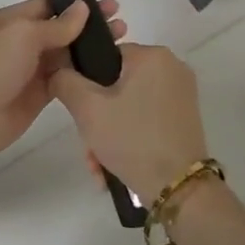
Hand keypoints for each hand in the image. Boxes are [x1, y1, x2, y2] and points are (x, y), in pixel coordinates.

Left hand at [0, 0, 127, 156]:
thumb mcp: (23, 35)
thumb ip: (56, 24)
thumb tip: (82, 8)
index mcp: (12, 20)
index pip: (48, 4)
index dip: (76, 2)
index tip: (106, 2)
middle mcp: (22, 41)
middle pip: (61, 28)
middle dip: (90, 24)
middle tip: (121, 21)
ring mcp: (32, 68)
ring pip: (67, 53)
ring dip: (91, 47)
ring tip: (122, 40)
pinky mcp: (40, 93)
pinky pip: (66, 77)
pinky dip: (85, 72)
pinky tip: (108, 67)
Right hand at [51, 42, 208, 199]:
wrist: (178, 188)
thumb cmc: (132, 139)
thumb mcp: (88, 109)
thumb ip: (65, 81)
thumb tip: (59, 71)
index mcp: (153, 56)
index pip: (106, 57)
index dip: (86, 84)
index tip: (79, 114)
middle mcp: (172, 68)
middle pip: (117, 86)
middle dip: (97, 119)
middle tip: (88, 147)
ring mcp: (182, 94)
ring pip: (129, 106)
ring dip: (109, 133)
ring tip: (99, 165)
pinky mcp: (185, 118)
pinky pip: (146, 119)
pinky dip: (129, 137)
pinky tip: (114, 166)